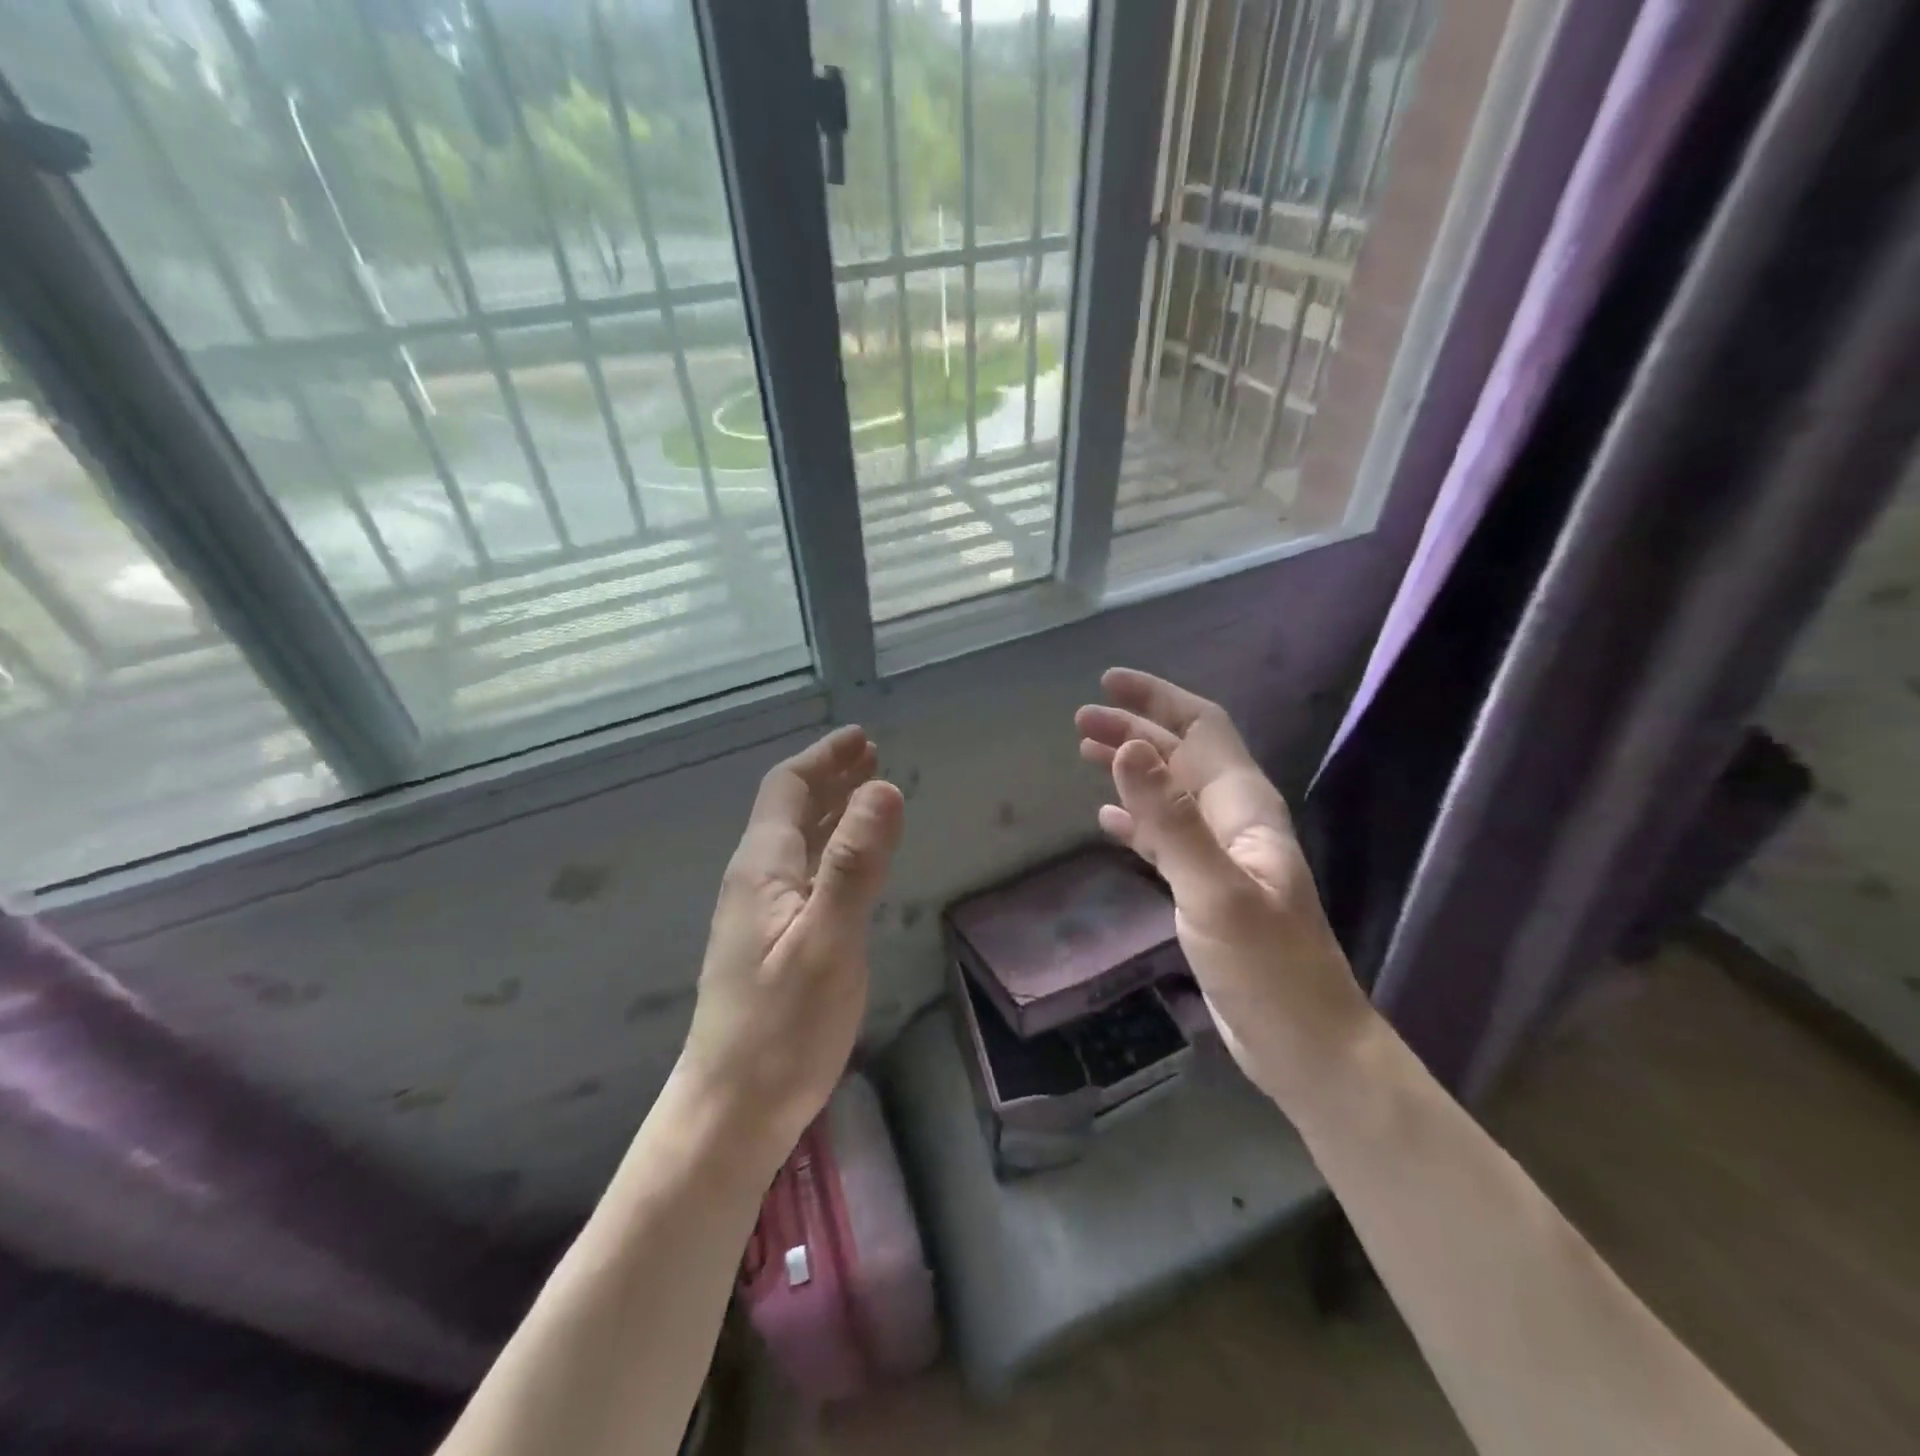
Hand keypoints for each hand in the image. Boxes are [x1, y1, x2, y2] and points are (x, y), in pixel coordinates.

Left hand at [677, 726, 904, 1167]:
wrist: (732, 1111)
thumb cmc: (782, 1027)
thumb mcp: (828, 940)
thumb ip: (855, 864)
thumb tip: (883, 787)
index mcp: (763, 869)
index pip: (788, 791)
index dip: (823, 759)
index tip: (861, 739)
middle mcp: (755, 882)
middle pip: (789, 812)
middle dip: (828, 778)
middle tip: (869, 755)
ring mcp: (758, 915)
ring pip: (796, 843)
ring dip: (830, 811)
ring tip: (865, 793)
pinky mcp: (769, 944)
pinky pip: (802, 874)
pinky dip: (830, 849)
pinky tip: (847, 863)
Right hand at [1076, 669, 1370, 1106]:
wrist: (1304, 1043)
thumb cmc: (1268, 967)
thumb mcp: (1215, 890)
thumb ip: (1171, 820)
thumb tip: (1128, 748)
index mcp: (1244, 806)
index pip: (1202, 729)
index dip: (1158, 699)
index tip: (1108, 683)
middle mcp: (1233, 820)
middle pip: (1180, 755)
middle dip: (1134, 730)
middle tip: (1080, 722)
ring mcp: (1220, 855)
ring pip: (1169, 793)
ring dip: (1131, 769)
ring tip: (1085, 754)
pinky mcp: (1205, 889)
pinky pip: (1164, 837)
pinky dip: (1135, 819)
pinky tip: (1106, 819)